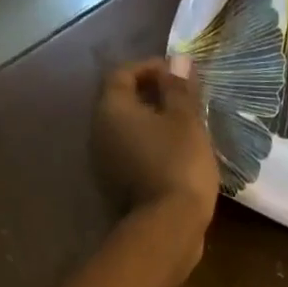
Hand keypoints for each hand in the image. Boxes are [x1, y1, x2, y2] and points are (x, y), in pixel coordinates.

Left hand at [92, 59, 220, 220]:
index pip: (123, 74)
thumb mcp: (186, 121)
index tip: (179, 74)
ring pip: (129, 132)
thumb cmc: (179, 164)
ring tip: (184, 127)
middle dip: (152, 96)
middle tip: (184, 100)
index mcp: (112, 110)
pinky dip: (152, 148)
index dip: (151, 68)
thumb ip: (180, 89)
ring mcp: (107, 163)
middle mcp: (101, 133)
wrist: (170, 226)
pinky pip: (135, 155)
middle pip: (123, 103)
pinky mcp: (120, 187)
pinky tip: (177, 155)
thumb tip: (179, 60)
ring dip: (153, 125)